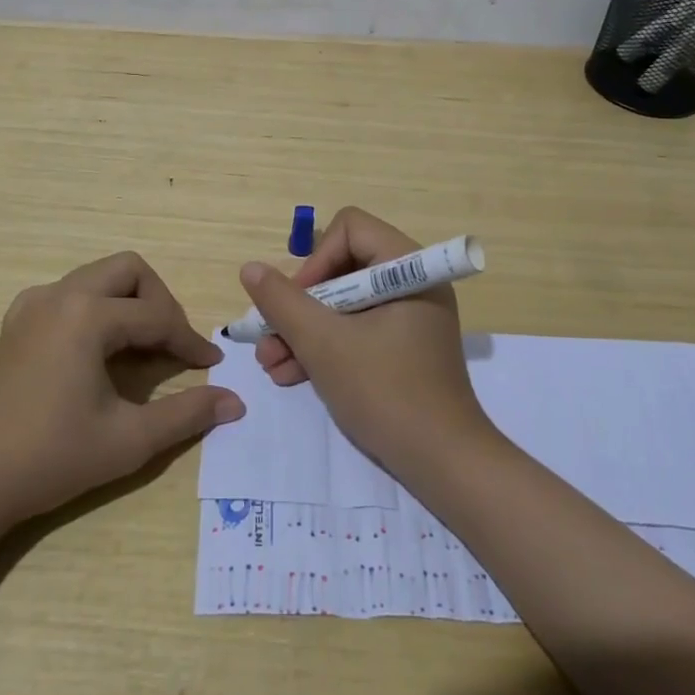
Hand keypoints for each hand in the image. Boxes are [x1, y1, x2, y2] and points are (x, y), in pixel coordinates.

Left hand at [0, 251, 243, 525]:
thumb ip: (186, 415)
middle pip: (128, 271)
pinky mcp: (14, 325)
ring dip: (127, 301)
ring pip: (96, 277)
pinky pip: (66, 294)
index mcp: (88, 315)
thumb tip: (235, 402)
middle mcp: (60, 296)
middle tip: (171, 344)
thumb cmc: (48, 458)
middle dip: (159, 301)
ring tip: (140, 346)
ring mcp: (31, 307)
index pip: (157, 316)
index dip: (189, 340)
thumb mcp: (127, 440)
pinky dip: (92, 308)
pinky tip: (92, 348)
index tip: (211, 364)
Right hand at [240, 207, 494, 474]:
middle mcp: (412, 283)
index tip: (296, 302)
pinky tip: (288, 375)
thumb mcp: (324, 344)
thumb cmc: (386, 392)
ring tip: (270, 364)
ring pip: (342, 303)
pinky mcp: (401, 347)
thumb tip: (250, 269)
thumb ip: (283, 302)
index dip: (316, 259)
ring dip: (303, 330)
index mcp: (409, 268)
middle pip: (341, 267)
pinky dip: (324, 347)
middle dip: (299, 304)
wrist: (444, 465)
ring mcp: (408, 317)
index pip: (350, 229)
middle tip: (268, 337)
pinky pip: (355, 329)